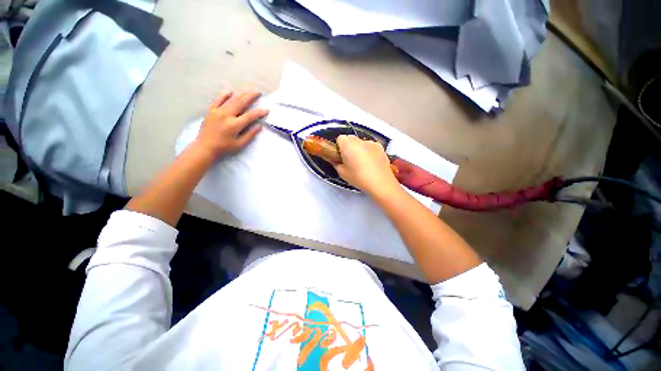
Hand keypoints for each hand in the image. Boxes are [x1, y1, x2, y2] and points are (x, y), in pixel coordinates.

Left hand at [194, 89, 267, 157]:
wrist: (205, 147)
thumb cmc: (224, 148)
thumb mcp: (240, 144)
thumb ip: (250, 134)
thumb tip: (259, 126)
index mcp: (235, 125)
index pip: (250, 116)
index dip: (259, 112)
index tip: (266, 109)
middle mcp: (226, 115)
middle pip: (241, 103)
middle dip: (251, 96)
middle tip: (258, 92)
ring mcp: (217, 111)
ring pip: (231, 99)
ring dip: (240, 93)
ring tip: (248, 89)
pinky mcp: (211, 110)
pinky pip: (217, 99)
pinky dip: (224, 94)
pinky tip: (229, 91)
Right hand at [334, 135, 400, 196]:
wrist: (381, 182)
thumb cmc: (358, 178)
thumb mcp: (342, 173)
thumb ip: (336, 163)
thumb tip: (335, 159)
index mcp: (348, 144)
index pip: (339, 139)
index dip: (339, 148)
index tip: (341, 157)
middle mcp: (359, 140)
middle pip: (350, 139)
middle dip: (348, 147)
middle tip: (350, 161)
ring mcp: (372, 143)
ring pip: (361, 143)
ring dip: (359, 149)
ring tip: (362, 164)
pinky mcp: (381, 147)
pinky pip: (370, 147)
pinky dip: (369, 152)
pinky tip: (371, 164)